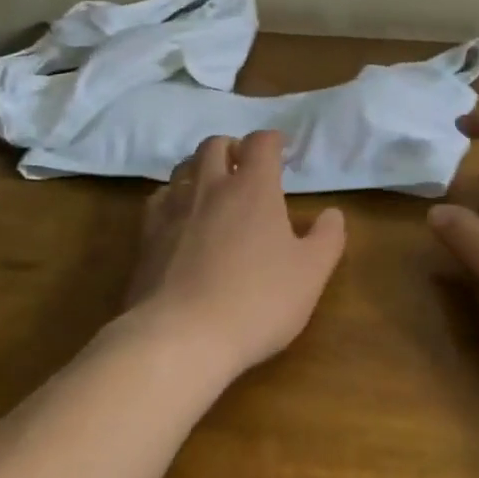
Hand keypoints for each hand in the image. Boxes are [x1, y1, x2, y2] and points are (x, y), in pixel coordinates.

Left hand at [129, 131, 346, 377]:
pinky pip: (159, 198)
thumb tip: (332, 213)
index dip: (273, 140)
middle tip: (246, 166)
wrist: (180, 337)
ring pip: (184, 167)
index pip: (261, 143)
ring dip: (201, 168)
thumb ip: (327, 238)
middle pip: (216, 144)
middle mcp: (210, 186)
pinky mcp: (146, 235)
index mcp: (253, 188)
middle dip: (234, 147)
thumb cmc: (257, 301)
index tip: (282, 149)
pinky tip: (181, 217)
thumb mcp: (310, 273)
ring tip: (213, 187)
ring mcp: (173, 208)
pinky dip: (174, 196)